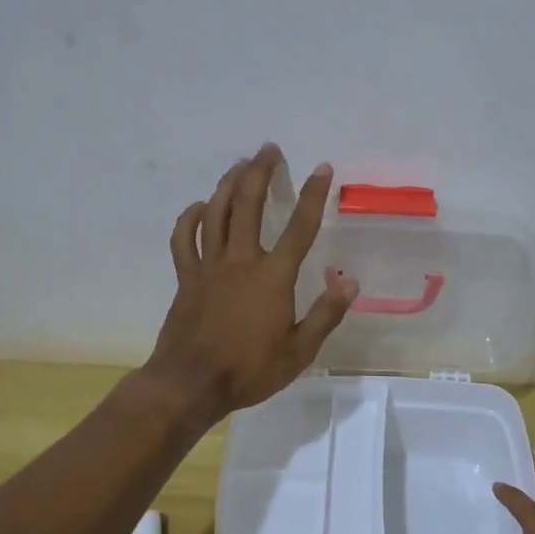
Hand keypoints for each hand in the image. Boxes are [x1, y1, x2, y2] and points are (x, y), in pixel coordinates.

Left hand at [147, 144, 357, 421]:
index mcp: (273, 276)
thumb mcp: (299, 351)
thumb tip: (350, 282)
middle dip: (261, 172)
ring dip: (229, 184)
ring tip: (241, 165)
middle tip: (268, 149)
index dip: (313, 194)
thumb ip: (326, 314)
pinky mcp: (186, 276)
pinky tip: (200, 207)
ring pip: (217, 212)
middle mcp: (241, 260)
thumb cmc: (249, 369)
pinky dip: (190, 217)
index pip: (300, 226)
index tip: (322, 168)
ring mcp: (209, 265)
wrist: (190, 384)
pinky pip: (184, 238)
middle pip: (250, 204)